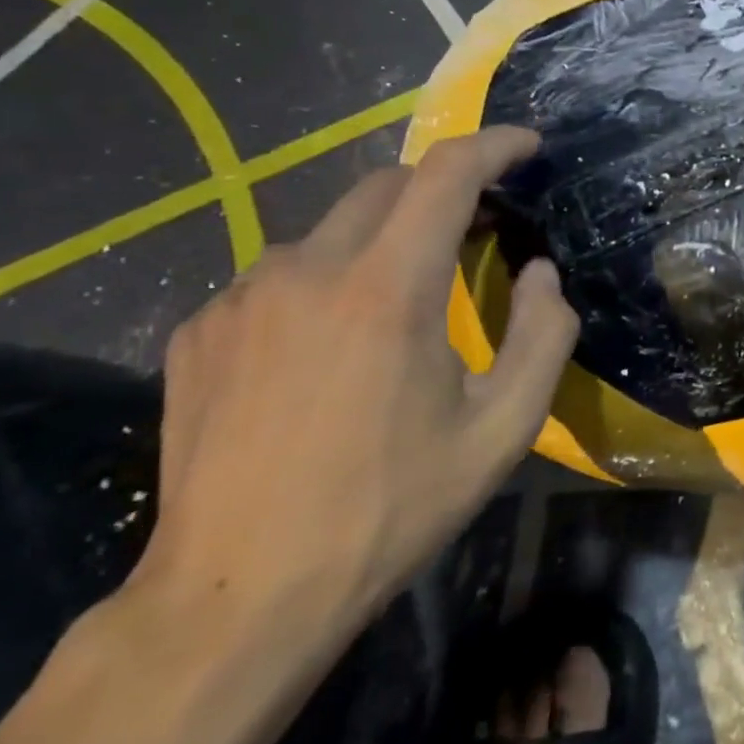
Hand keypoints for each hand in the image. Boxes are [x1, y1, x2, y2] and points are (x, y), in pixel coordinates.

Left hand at [129, 126, 578, 666]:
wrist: (240, 597)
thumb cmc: (391, 507)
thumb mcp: (504, 429)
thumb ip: (544, 335)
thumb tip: (542, 273)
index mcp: (389, 288)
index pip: (447, 174)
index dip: (494, 146)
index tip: (527, 146)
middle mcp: (307, 270)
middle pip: (387, 186)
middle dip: (443, 191)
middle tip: (479, 232)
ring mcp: (241, 298)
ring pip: (331, 231)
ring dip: (382, 242)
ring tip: (401, 306)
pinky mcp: (199, 331)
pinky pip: (280, 276)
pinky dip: (325, 284)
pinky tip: (329, 348)